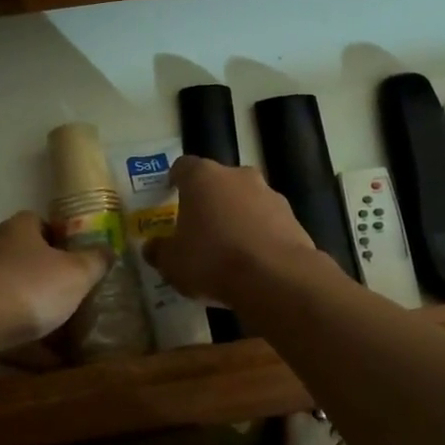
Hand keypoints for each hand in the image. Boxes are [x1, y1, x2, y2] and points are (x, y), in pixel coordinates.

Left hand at [0, 211, 109, 349]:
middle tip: (68, 298)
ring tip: (52, 334)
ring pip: (9, 289)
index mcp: (20, 227)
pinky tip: (29, 357)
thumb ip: (95, 261)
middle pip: (24, 256)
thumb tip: (109, 249)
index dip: (61, 241)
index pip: (41, 223)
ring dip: (28, 307)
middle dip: (45, 277)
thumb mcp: (76, 274)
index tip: (76, 262)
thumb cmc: (29, 287)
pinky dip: (12, 332)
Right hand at [143, 156, 318, 306]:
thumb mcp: (173, 263)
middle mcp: (237, 176)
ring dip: (237, 217)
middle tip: (199, 227)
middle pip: (218, 182)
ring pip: (245, 200)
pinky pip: (268, 222)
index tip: (170, 193)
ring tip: (229, 249)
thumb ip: (159, 251)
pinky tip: (254, 261)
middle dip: (209, 201)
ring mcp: (269, 194)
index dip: (175, 179)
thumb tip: (151, 247)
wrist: (276, 277)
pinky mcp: (292, 217)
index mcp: (202, 177)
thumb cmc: (212, 260)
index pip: (183, 166)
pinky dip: (260, 235)